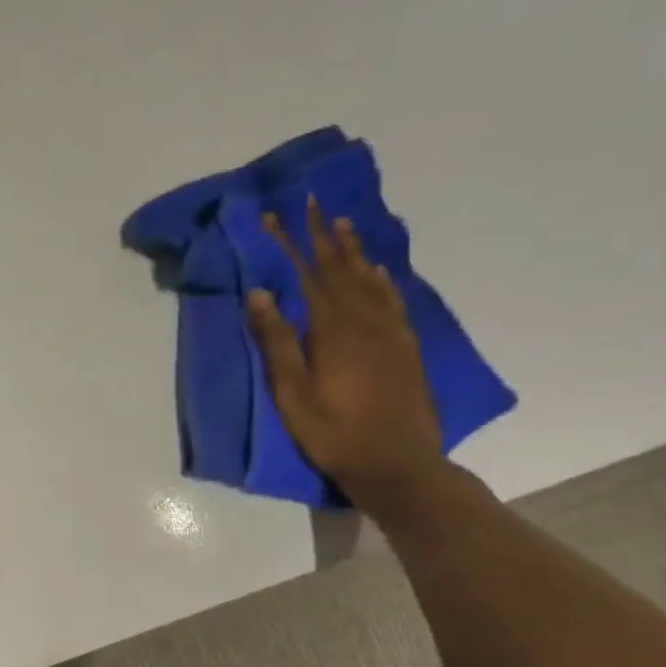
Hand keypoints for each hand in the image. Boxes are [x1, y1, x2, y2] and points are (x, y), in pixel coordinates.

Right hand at [245, 197, 443, 509]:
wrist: (399, 464)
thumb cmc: (334, 432)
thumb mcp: (292, 392)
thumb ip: (278, 341)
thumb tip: (260, 293)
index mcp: (333, 330)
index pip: (307, 275)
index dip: (289, 244)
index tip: (274, 216)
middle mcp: (365, 321)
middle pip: (340, 269)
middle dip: (322, 235)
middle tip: (312, 202)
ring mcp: (391, 333)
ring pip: (369, 279)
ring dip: (353, 250)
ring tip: (342, 223)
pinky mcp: (406, 347)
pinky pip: (393, 300)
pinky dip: (382, 279)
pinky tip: (377, 270)